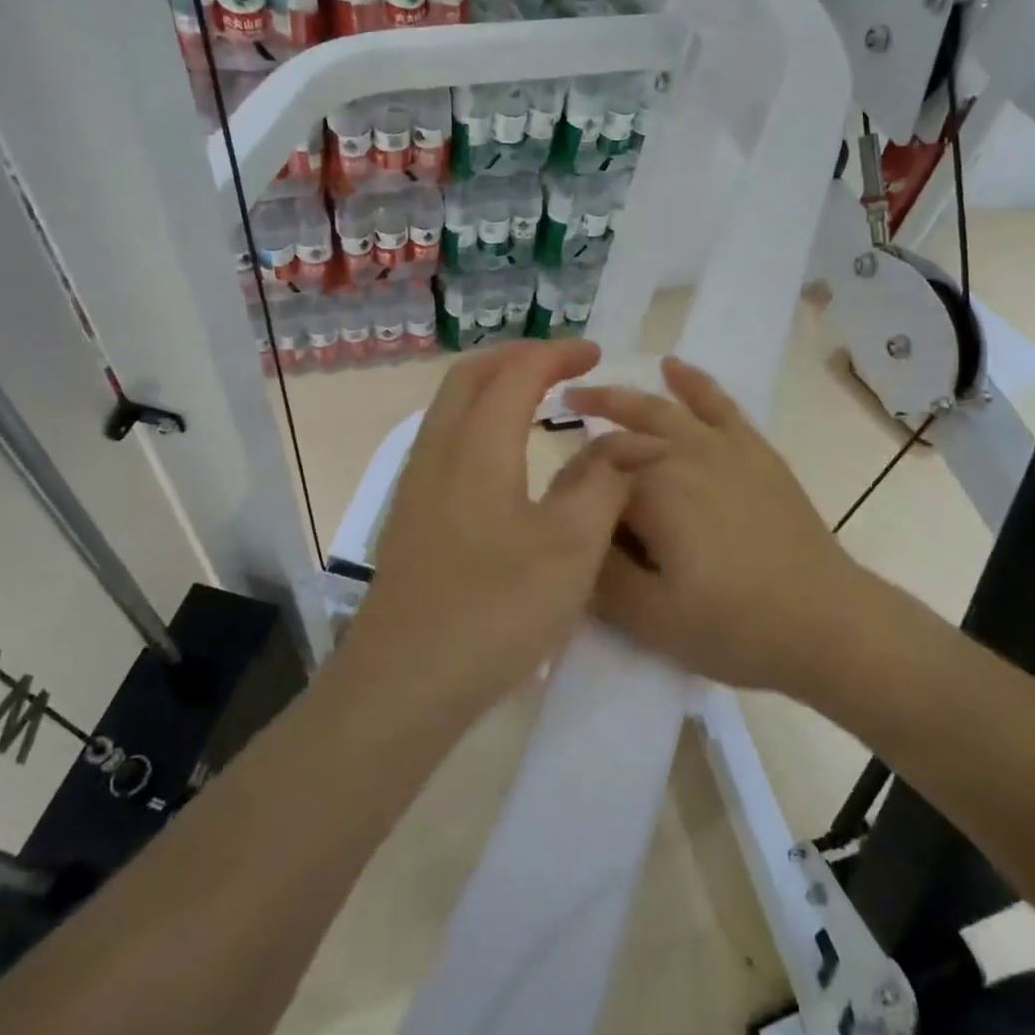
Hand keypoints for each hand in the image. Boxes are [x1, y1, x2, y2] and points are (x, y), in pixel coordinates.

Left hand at [339, 340, 659, 721]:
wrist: (405, 682)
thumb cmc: (495, 609)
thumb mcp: (570, 547)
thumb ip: (604, 484)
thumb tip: (630, 443)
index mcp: (478, 447)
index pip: (517, 373)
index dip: (557, 354)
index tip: (595, 353)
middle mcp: (439, 450)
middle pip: (470, 375)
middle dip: (518, 356)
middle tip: (562, 362)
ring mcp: (417, 484)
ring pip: (451, 405)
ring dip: (493, 384)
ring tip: (536, 395)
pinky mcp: (412, 514)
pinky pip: (445, 437)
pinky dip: (478, 417)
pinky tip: (504, 453)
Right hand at [566, 356, 864, 693]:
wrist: (826, 622)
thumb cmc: (735, 626)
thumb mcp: (650, 619)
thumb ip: (598, 576)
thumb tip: (570, 537)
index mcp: (653, 491)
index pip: (592, 476)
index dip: (570, 490)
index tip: (558, 509)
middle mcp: (683, 454)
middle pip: (621, 434)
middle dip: (585, 437)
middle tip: (557, 433)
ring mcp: (722, 445)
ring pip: (660, 410)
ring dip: (621, 398)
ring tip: (588, 393)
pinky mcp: (754, 449)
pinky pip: (717, 402)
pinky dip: (691, 381)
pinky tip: (672, 366)